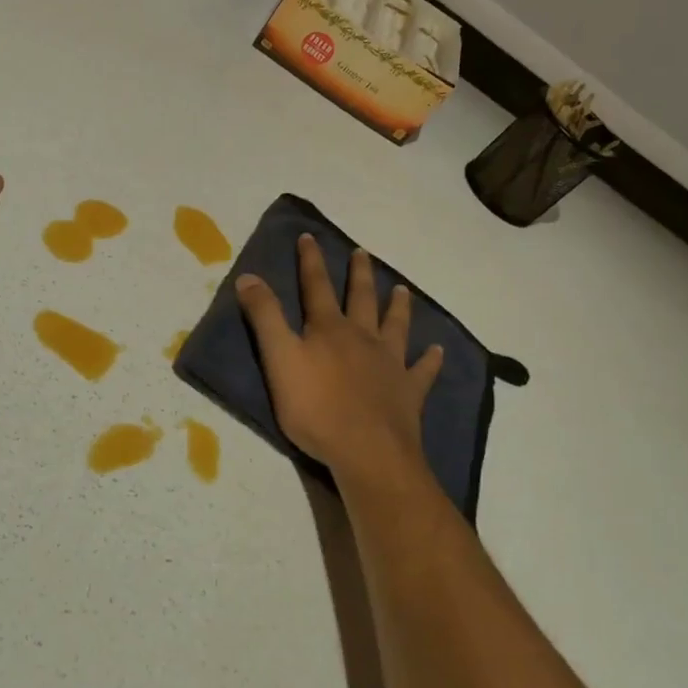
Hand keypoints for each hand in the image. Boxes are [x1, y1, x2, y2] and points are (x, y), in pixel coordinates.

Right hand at [236, 234, 442, 477]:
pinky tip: (437, 350)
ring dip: (398, 306)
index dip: (310, 261)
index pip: (316, 286)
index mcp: (329, 329)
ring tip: (402, 289)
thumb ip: (265, 318)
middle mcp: (363, 338)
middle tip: (362, 253)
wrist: (367, 450)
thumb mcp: (279, 360)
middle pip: (361, 299)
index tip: (309, 236)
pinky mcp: (409, 392)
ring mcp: (390, 364)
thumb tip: (249, 275)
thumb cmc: (315, 408)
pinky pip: (423, 370)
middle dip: (359, 275)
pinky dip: (430, 359)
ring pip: (396, 326)